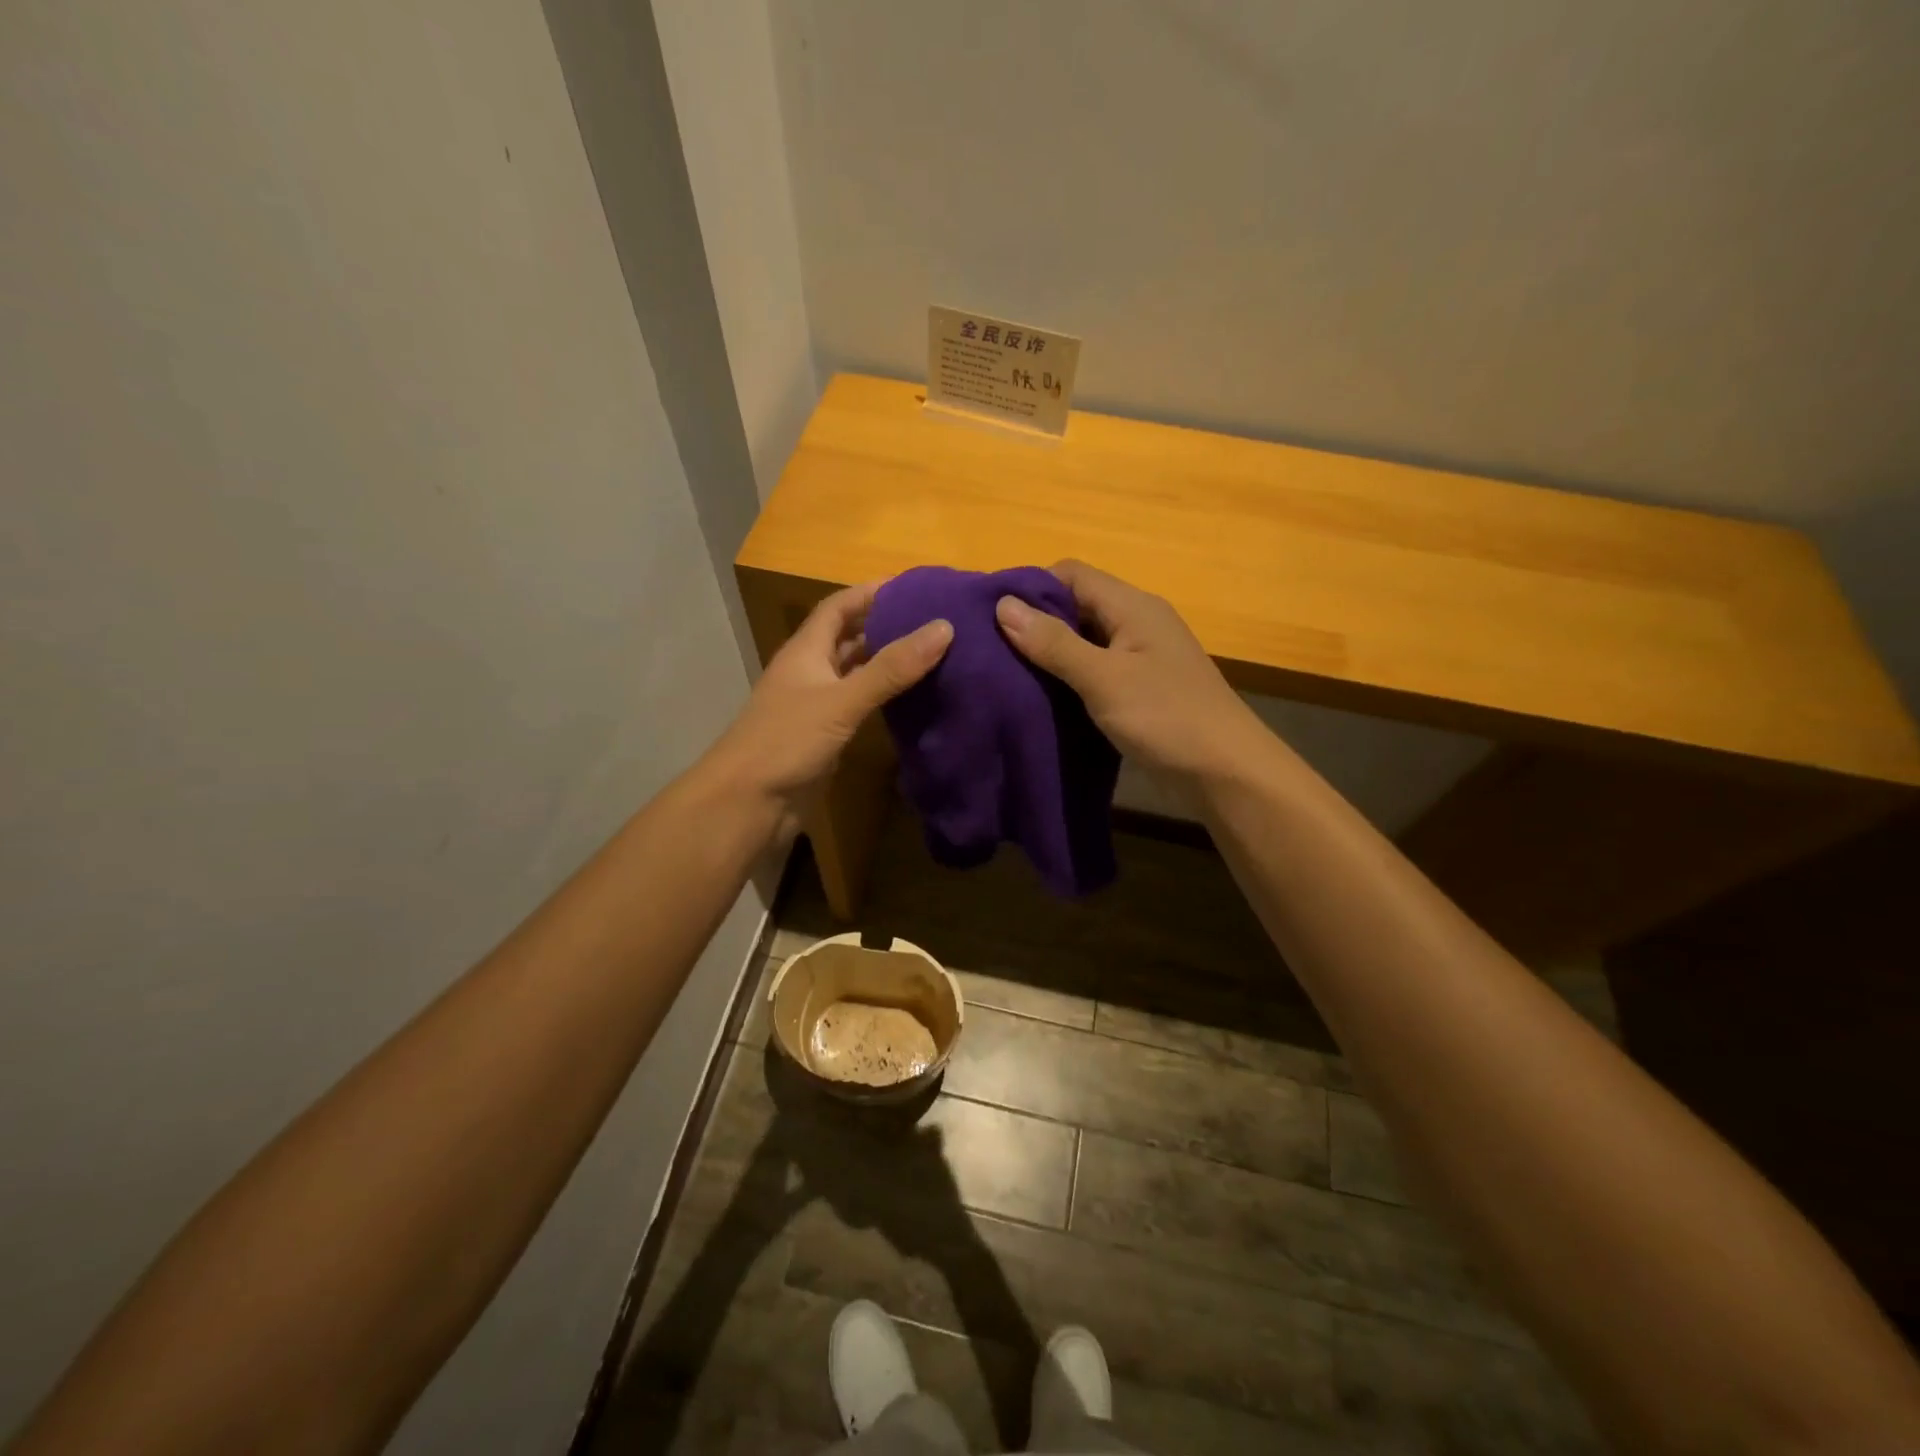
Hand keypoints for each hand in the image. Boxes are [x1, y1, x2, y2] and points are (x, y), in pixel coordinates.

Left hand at [706, 581, 950, 835]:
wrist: (747, 804)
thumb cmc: (786, 741)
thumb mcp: (842, 700)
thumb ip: (891, 668)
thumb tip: (944, 627)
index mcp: (806, 651)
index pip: (839, 607)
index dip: (871, 592)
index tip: (914, 586)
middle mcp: (810, 671)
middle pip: (849, 637)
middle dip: (885, 625)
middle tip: (934, 621)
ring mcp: (816, 705)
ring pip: (855, 673)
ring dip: (886, 663)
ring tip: (932, 654)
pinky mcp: (824, 736)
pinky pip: (859, 706)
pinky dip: (883, 697)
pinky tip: (912, 700)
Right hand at [995, 560, 1266, 783]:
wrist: (1226, 772)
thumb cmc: (1166, 718)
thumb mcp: (1103, 678)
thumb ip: (1054, 643)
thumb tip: (1003, 605)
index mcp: (1132, 606)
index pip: (1071, 574)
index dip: (1031, 588)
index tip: (992, 616)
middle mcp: (1137, 622)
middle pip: (1076, 604)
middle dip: (1035, 622)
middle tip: (992, 649)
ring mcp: (1141, 656)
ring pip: (1084, 639)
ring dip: (1050, 652)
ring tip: (1008, 673)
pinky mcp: (1141, 687)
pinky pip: (1095, 668)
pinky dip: (1068, 676)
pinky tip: (1043, 696)